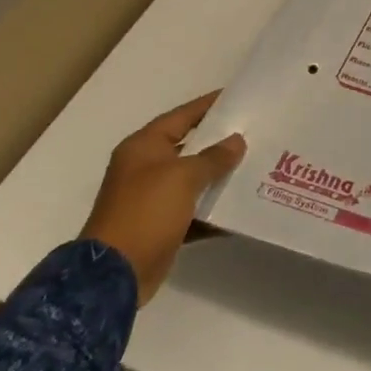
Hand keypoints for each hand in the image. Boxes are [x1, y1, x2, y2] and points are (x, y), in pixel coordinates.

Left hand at [81, 92, 245, 304]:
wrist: (115, 273)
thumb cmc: (146, 212)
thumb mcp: (182, 177)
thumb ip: (213, 157)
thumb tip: (236, 141)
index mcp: (144, 147)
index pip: (181, 116)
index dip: (208, 106)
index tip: (237, 97)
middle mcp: (146, 168)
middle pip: (189, 146)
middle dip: (220, 142)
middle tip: (255, 132)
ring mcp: (152, 198)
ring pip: (193, 179)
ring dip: (220, 177)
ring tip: (255, 166)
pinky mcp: (161, 225)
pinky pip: (194, 210)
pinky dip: (213, 209)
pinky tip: (240, 207)